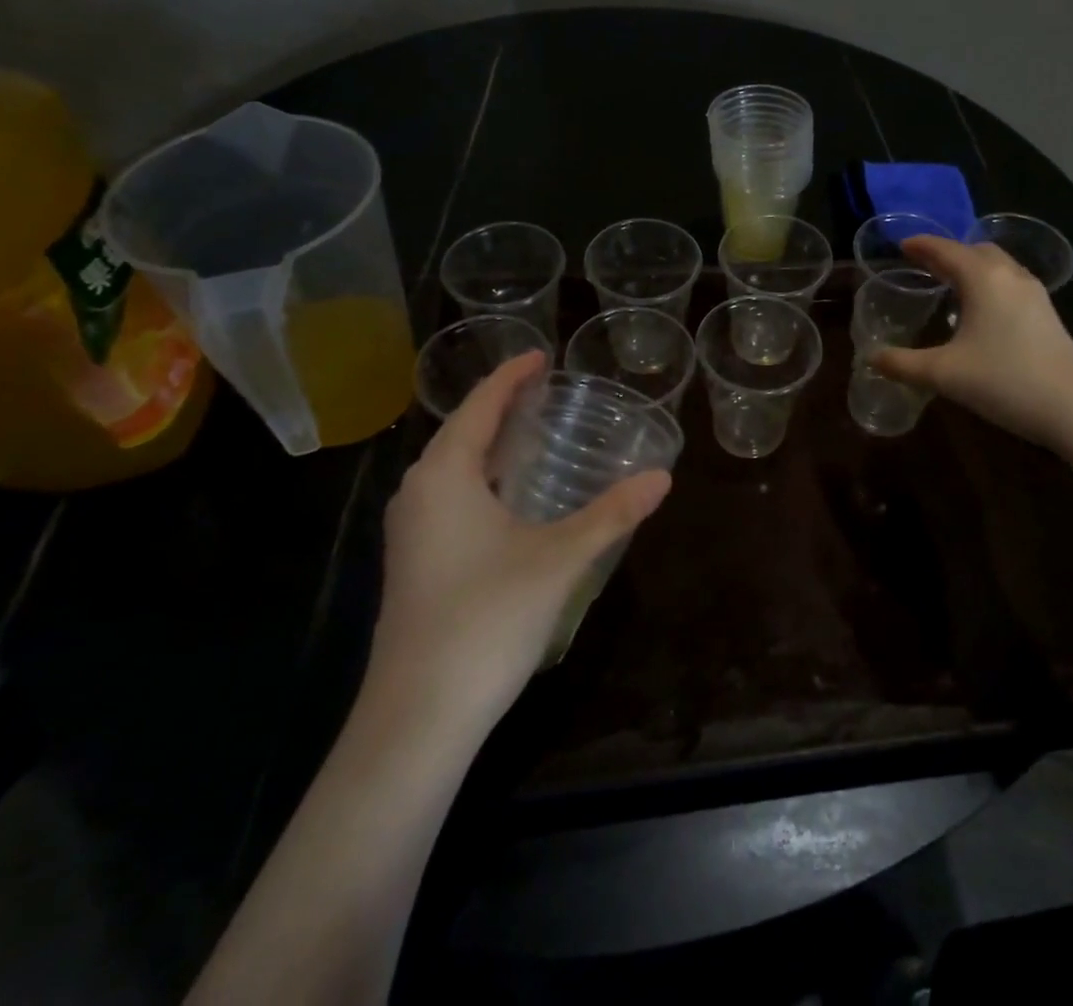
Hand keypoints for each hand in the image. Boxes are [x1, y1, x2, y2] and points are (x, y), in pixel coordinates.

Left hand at [366, 351, 671, 730]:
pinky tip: (510, 499)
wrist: (417, 717)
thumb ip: (612, 514)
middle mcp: (418, 493)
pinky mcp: (413, 564)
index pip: (480, 406)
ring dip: (489, 446)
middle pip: (461, 432)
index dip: (511, 377)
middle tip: (544, 392)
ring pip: (452, 469)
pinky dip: (481, 479)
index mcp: (445, 475)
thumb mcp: (559, 559)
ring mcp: (410, 532)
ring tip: (532, 435)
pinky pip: (448, 498)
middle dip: (500, 407)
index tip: (541, 355)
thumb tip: (662, 477)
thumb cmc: (486, 618)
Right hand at [871, 236, 1072, 449]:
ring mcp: (1034, 294)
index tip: (901, 245)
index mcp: (983, 278)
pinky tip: (980, 311)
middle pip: (976, 251)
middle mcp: (1010, 276)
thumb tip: (871, 358)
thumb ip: (903, 364)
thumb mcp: (944, 374)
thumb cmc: (1004, 380)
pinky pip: (1010, 284)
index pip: (946, 250)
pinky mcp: (1047, 315)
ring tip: (949, 284)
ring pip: (998, 266)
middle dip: (948, 253)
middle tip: (923, 265)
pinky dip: (989, 284)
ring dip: (972, 267)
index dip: (921, 245)